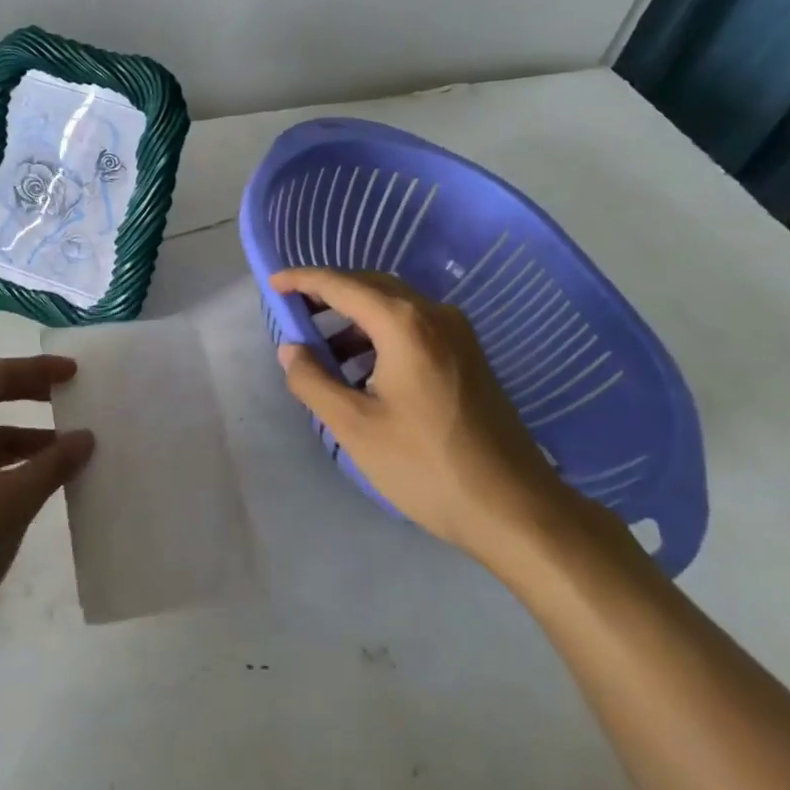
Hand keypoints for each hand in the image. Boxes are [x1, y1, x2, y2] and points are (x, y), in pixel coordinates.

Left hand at [0, 356, 94, 644]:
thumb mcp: (12, 500)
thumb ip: (53, 463)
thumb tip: (86, 437)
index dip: (38, 372)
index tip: (74, 372)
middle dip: (28, 399)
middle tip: (69, 398)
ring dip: (18, 441)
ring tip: (62, 451)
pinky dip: (0, 467)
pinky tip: (31, 483)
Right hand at [270, 267, 585, 565]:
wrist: (516, 508)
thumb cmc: (427, 465)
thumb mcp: (355, 426)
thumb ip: (313, 381)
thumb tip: (291, 350)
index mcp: (404, 323)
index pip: (342, 285)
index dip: (303, 280)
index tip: (273, 283)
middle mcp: (434, 315)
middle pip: (370, 287)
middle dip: (329, 294)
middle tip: (294, 312)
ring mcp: (458, 334)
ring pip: (394, 307)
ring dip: (354, 318)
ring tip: (323, 350)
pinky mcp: (469, 356)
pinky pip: (413, 327)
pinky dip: (380, 335)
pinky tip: (363, 370)